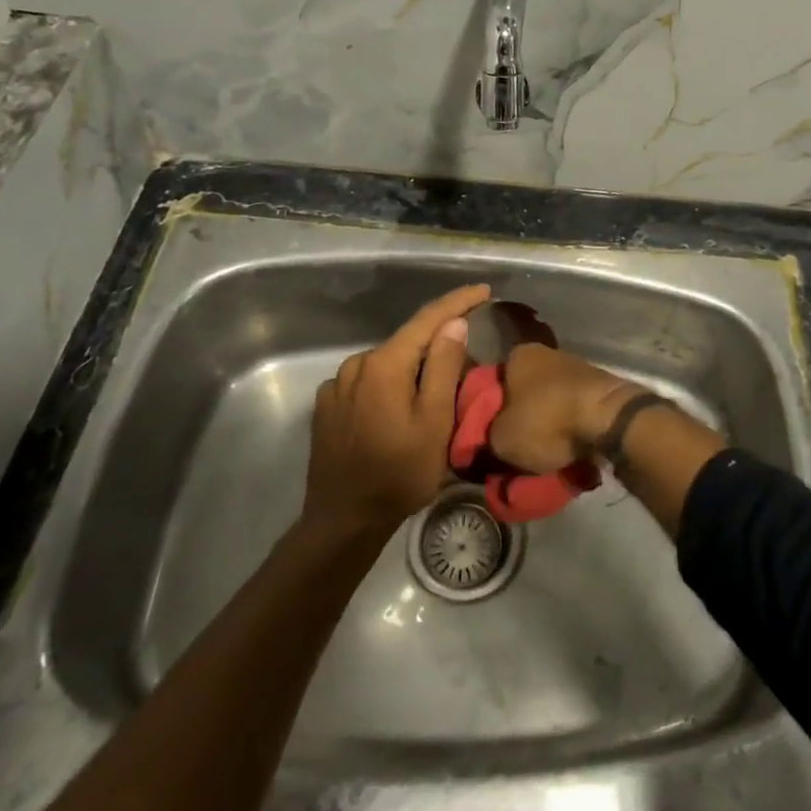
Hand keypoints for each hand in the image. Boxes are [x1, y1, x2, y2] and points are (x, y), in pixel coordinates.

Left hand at [302, 284, 490, 539]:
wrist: (343, 520)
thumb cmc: (399, 473)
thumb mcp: (435, 421)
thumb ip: (444, 367)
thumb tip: (453, 324)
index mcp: (384, 363)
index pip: (427, 319)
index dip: (458, 301)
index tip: (483, 290)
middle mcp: (356, 364)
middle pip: (408, 342)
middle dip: (439, 344)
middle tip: (469, 362)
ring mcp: (337, 386)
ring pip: (388, 363)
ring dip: (413, 366)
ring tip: (436, 390)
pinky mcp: (327, 407)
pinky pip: (368, 382)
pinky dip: (390, 384)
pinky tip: (400, 407)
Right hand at [487, 343, 639, 474]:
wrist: (609, 418)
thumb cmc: (546, 420)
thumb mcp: (501, 439)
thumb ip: (486, 437)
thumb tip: (485, 440)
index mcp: (518, 355)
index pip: (492, 381)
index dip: (487, 409)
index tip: (487, 433)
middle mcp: (547, 353)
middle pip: (523, 390)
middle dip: (519, 416)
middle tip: (514, 446)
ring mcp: (576, 367)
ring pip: (550, 400)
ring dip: (546, 422)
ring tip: (542, 454)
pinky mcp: (599, 386)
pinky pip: (573, 409)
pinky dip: (569, 426)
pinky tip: (567, 447)